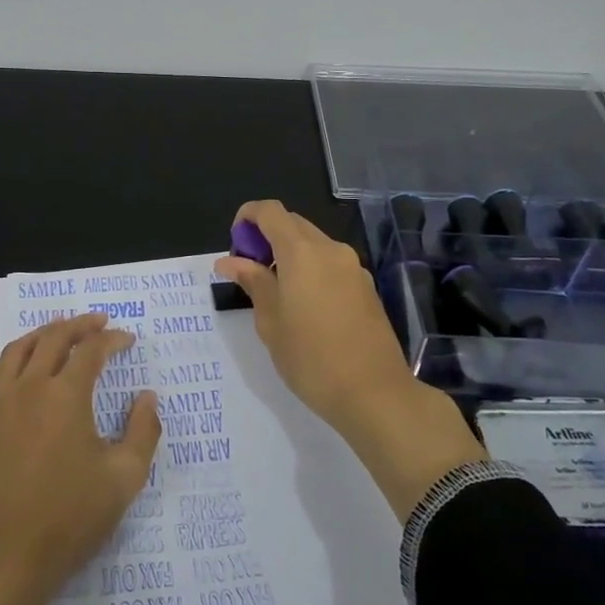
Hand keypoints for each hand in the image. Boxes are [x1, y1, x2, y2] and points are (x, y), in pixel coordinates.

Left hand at [0, 314, 161, 604]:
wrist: (1, 563)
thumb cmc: (68, 521)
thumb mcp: (124, 480)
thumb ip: (143, 432)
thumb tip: (147, 397)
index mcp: (66, 396)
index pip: (91, 351)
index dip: (112, 340)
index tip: (127, 339)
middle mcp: (28, 389)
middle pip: (52, 339)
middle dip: (78, 325)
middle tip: (97, 322)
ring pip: (17, 351)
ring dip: (41, 334)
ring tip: (57, 331)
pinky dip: (9, 360)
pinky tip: (16, 366)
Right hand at [215, 200, 485, 520]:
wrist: (374, 393)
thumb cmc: (311, 358)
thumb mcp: (270, 322)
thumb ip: (253, 282)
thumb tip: (230, 261)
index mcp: (302, 252)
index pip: (270, 211)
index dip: (247, 217)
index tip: (235, 245)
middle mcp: (330, 249)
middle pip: (293, 223)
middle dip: (267, 236)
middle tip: (250, 271)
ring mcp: (353, 267)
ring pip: (314, 243)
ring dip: (290, 253)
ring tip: (275, 291)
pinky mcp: (366, 286)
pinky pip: (331, 263)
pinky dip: (311, 268)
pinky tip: (305, 305)